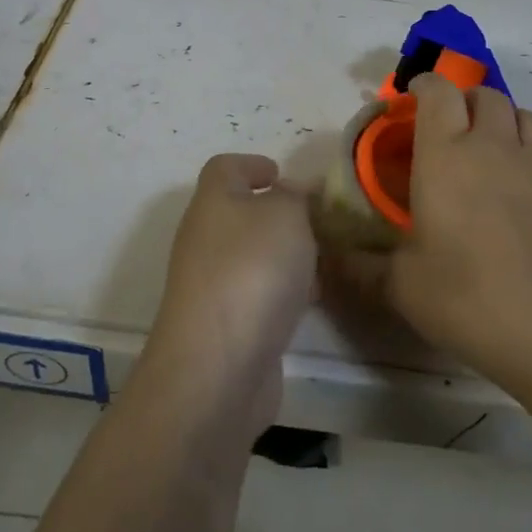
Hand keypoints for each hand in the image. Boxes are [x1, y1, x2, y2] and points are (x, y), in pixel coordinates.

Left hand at [141, 153, 316, 433]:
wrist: (217, 367)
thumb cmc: (251, 272)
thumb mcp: (286, 215)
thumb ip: (296, 196)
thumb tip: (295, 191)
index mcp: (213, 202)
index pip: (224, 168)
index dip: (252, 164)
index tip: (282, 173)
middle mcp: (205, 239)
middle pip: (239, 213)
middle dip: (279, 214)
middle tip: (319, 220)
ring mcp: (211, 285)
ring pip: (252, 256)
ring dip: (286, 255)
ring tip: (326, 260)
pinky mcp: (225, 325)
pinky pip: (258, 294)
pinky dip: (284, 291)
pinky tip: (312, 302)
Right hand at [358, 75, 531, 398]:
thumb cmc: (468, 300)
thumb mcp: (401, 287)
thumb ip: (361, 266)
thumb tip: (328, 259)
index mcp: (446, 156)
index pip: (438, 93)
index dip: (425, 85)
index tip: (412, 97)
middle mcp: (493, 147)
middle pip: (484, 94)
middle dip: (463, 99)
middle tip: (448, 126)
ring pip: (522, 113)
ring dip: (502, 117)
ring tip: (489, 145)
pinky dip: (529, 146)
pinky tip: (521, 181)